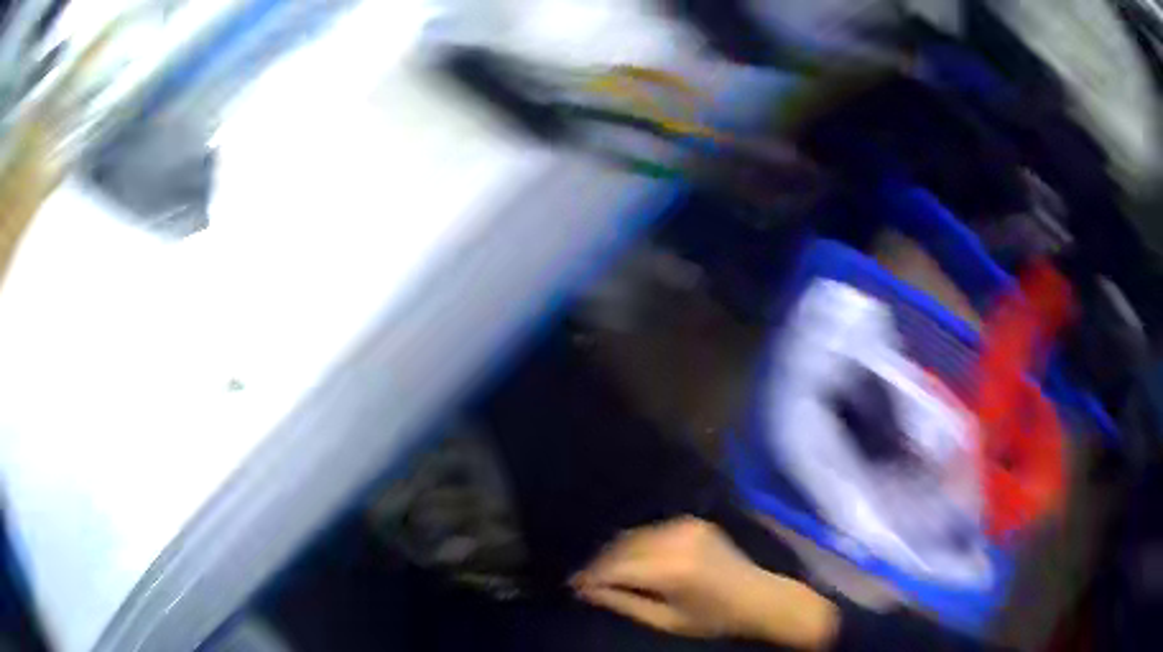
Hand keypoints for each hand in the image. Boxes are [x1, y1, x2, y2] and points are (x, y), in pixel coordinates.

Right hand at [572, 516, 838, 648]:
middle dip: (599, 563)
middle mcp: (676, 540)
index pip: (616, 568)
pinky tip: (628, 557)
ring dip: (615, 551)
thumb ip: (624, 603)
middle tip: (582, 579)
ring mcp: (686, 526)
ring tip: (601, 570)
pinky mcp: (693, 522)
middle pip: (621, 547)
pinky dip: (635, 543)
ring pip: (634, 535)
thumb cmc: (712, 619)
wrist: (758, 597)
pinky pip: (652, 530)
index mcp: (671, 569)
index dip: (590, 576)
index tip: (571, 585)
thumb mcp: (665, 620)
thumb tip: (586, 591)